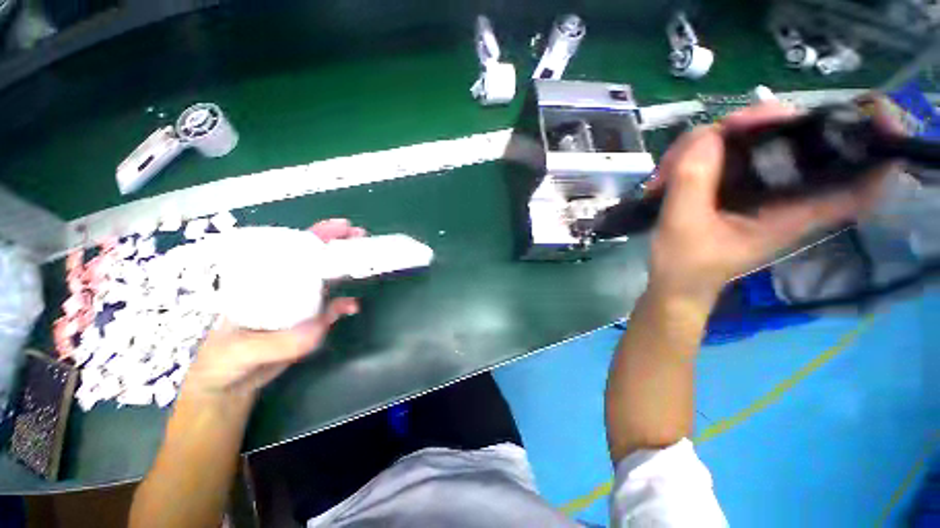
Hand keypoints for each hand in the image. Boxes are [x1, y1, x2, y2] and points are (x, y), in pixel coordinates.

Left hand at [186, 219, 364, 397]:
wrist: (230, 386)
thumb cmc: (221, 362)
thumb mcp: (238, 351)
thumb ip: (276, 343)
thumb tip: (318, 328)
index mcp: (261, 282)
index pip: (289, 251)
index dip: (315, 236)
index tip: (340, 227)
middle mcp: (282, 287)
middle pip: (313, 259)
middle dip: (337, 245)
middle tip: (360, 236)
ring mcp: (299, 304)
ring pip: (326, 279)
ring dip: (346, 268)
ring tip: (365, 262)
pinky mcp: (310, 322)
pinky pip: (332, 308)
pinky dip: (344, 304)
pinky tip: (352, 307)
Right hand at [647, 102, 893, 304]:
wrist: (670, 285)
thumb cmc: (683, 266)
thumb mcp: (682, 226)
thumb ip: (694, 182)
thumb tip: (707, 135)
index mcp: (791, 211)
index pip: (856, 181)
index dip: (871, 147)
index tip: (866, 115)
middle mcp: (781, 194)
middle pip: (792, 137)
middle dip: (758, 123)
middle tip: (719, 131)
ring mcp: (753, 189)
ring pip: (746, 140)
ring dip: (707, 143)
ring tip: (669, 172)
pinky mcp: (730, 188)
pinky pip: (720, 154)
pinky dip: (694, 155)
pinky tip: (668, 174)